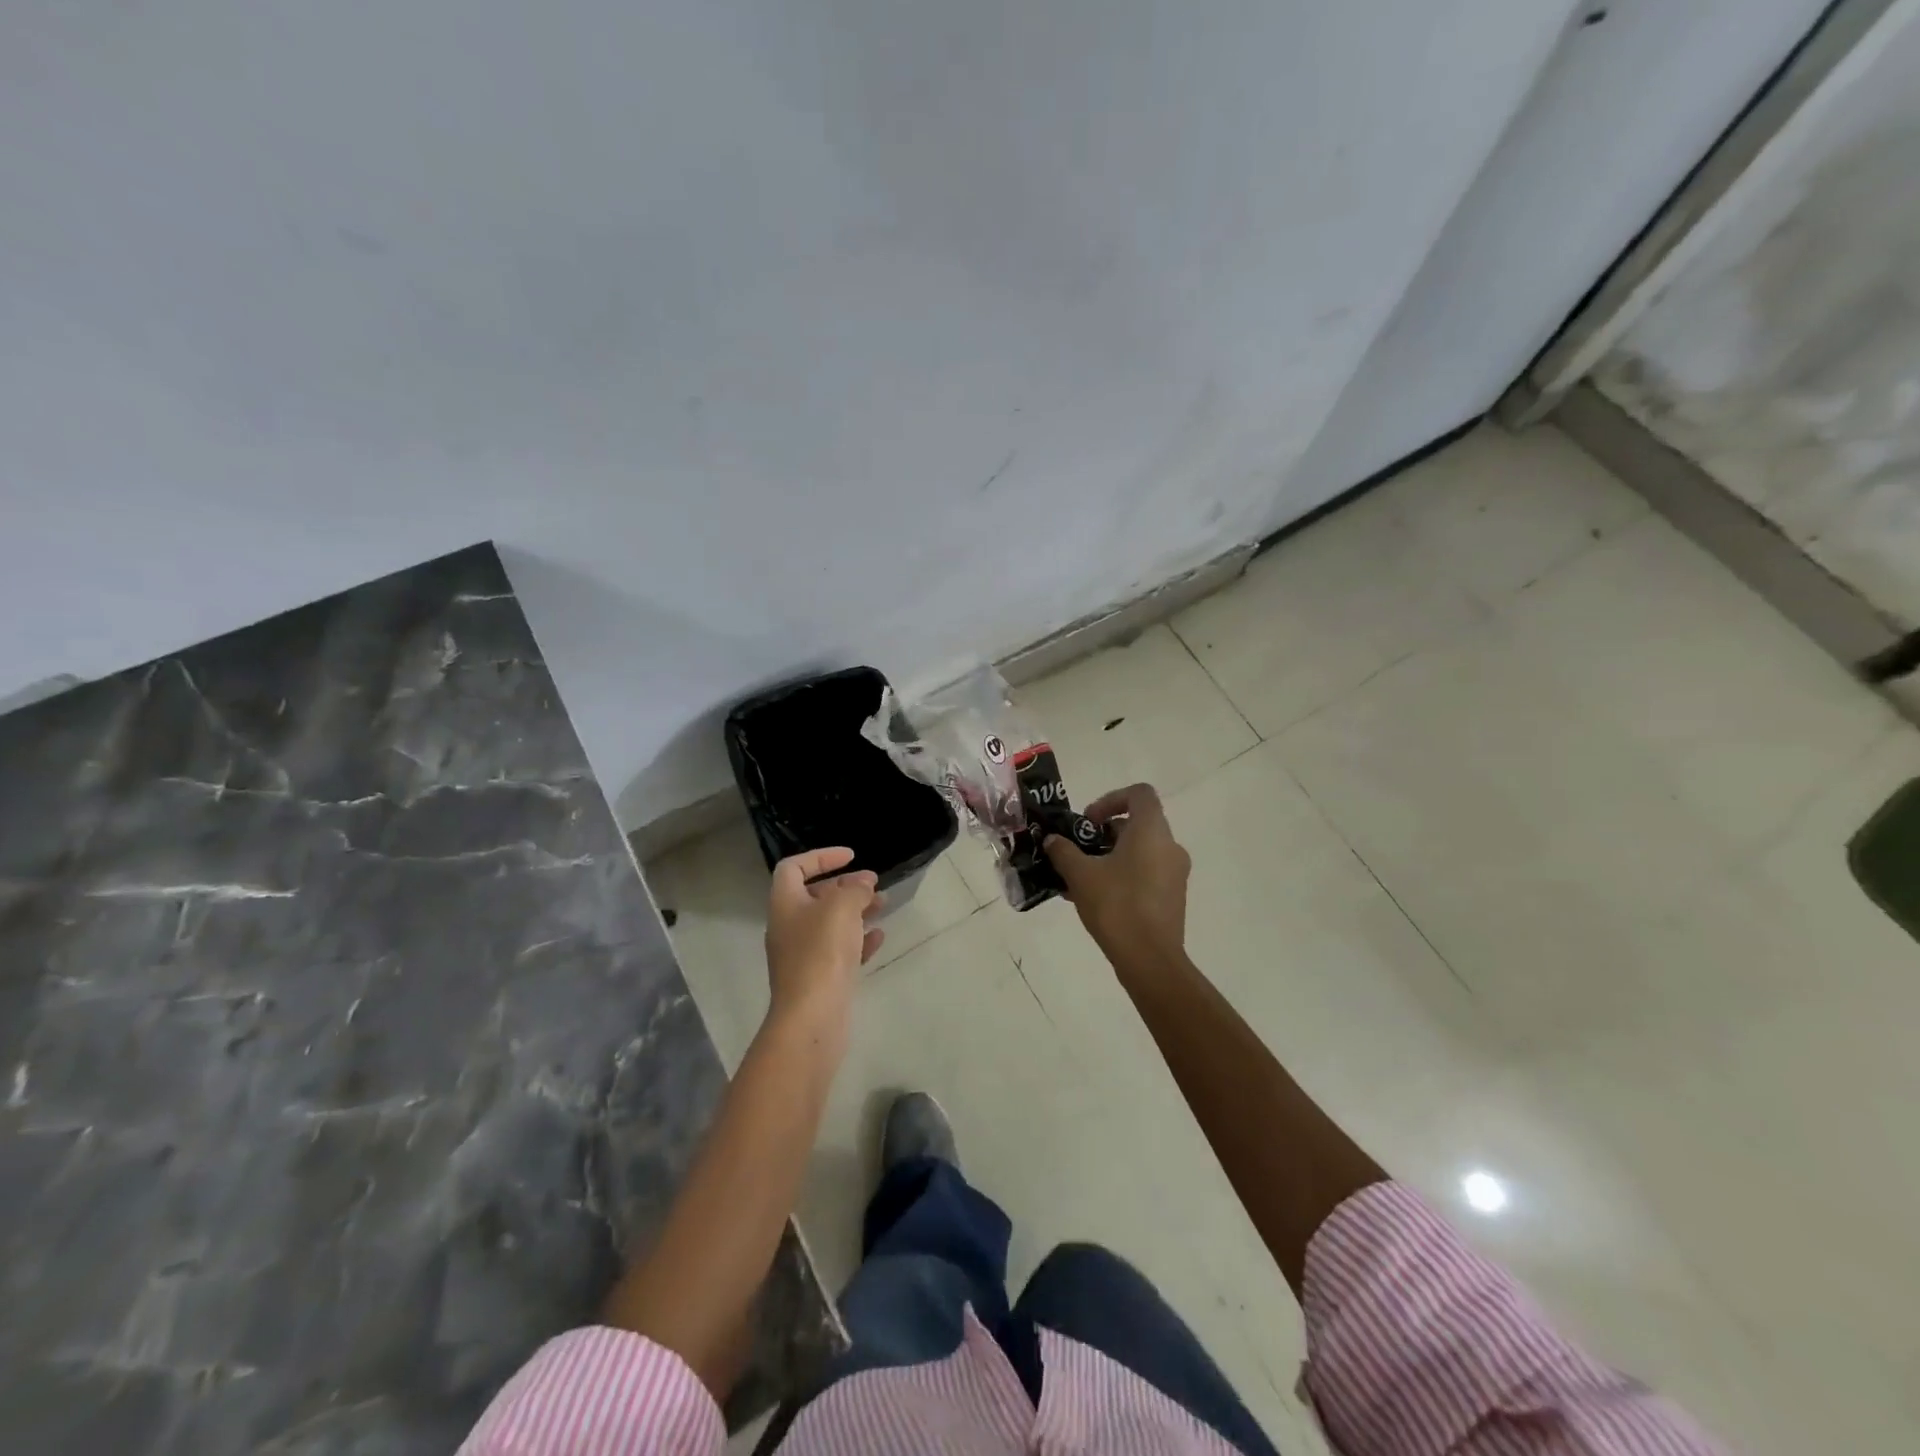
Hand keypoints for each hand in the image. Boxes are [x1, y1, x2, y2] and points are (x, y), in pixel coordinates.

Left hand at [764, 848, 884, 1027]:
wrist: (812, 1015)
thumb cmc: (822, 951)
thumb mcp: (841, 907)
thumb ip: (855, 889)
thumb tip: (862, 884)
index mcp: (785, 903)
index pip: (794, 867)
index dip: (821, 857)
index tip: (851, 857)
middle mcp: (789, 926)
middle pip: (815, 895)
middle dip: (846, 886)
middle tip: (874, 884)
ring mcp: (803, 955)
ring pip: (831, 923)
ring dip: (856, 911)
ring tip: (884, 905)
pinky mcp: (819, 978)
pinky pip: (840, 951)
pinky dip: (858, 940)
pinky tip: (879, 938)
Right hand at [1044, 784, 1190, 971]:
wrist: (1149, 960)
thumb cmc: (1116, 905)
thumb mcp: (1080, 874)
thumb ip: (1063, 851)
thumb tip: (1053, 840)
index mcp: (1151, 831)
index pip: (1139, 794)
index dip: (1111, 799)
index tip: (1088, 821)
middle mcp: (1170, 846)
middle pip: (1137, 824)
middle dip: (1103, 833)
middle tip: (1078, 850)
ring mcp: (1175, 873)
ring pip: (1140, 851)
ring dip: (1110, 856)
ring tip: (1080, 877)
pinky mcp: (1172, 897)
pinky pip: (1145, 873)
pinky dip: (1122, 875)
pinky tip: (1094, 898)